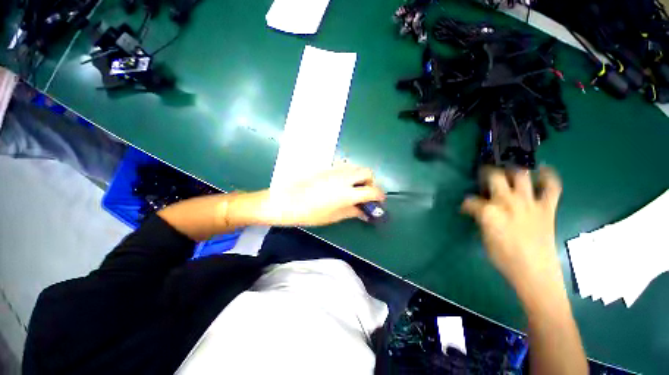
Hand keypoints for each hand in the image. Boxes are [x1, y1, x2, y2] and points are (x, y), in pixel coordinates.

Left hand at [258, 164, 385, 226]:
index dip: (379, 196)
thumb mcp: (334, 216)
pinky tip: (341, 183)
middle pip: (367, 172)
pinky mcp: (327, 167)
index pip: (372, 191)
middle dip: (371, 182)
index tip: (379, 201)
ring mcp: (335, 170)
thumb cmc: (310, 213)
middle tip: (365, 193)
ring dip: (360, 176)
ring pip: (356, 167)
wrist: (286, 200)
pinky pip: (344, 166)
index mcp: (347, 193)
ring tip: (353, 188)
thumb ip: (352, 212)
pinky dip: (349, 173)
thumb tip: (364, 212)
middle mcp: (344, 178)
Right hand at [461, 167, 562, 292]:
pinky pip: (551, 187)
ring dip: (513, 170)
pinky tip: (543, 171)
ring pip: (521, 175)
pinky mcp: (546, 208)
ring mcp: (529, 202)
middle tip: (484, 176)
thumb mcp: (484, 237)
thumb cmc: (504, 258)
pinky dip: (549, 177)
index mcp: (488, 211)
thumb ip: (481, 219)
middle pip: (494, 177)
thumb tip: (478, 211)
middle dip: (486, 173)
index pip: (470, 201)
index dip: (465, 204)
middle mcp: (508, 201)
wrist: (534, 272)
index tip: (465, 208)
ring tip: (509, 170)